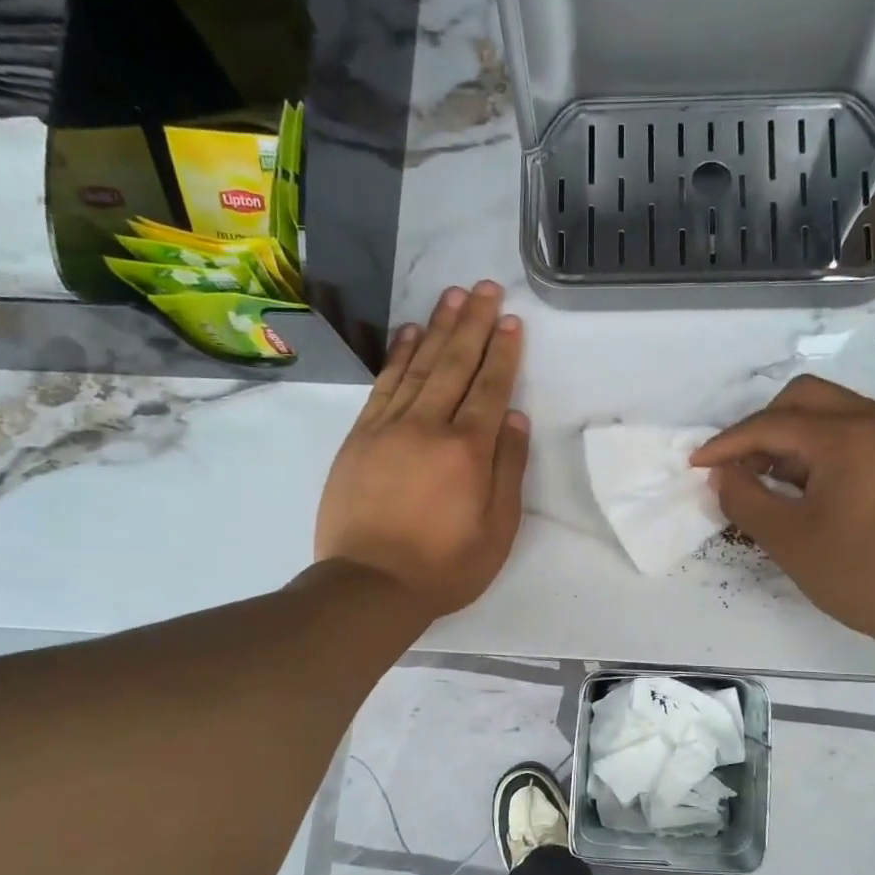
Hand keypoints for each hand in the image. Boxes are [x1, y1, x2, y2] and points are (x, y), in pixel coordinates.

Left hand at [315, 282, 529, 621]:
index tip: (510, 320)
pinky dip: (397, 355)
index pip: (490, 388)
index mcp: (468, 451)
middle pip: (454, 363)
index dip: (503, 352)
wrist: (369, 586)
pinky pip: (383, 385)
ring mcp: (388, 428)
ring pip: (418, 366)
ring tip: (452, 296)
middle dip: (472, 323)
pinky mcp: (360, 437)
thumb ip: (509, 470)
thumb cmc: (444, 567)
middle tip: (484, 287)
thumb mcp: (497, 530)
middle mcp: (428, 427)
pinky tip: (409, 333)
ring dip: (437, 328)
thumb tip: (515, 418)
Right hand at [692, 375, 874, 656]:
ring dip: (791, 435)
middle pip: (802, 398)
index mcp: (847, 437)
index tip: (696, 464)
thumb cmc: (861, 574)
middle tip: (739, 468)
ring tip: (771, 481)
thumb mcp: (787, 540)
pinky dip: (821, 446)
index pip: (772, 424)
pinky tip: (808, 485)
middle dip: (761, 428)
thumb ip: (744, 498)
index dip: (728, 443)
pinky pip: (853, 430)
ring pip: (829, 410)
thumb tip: (721, 474)